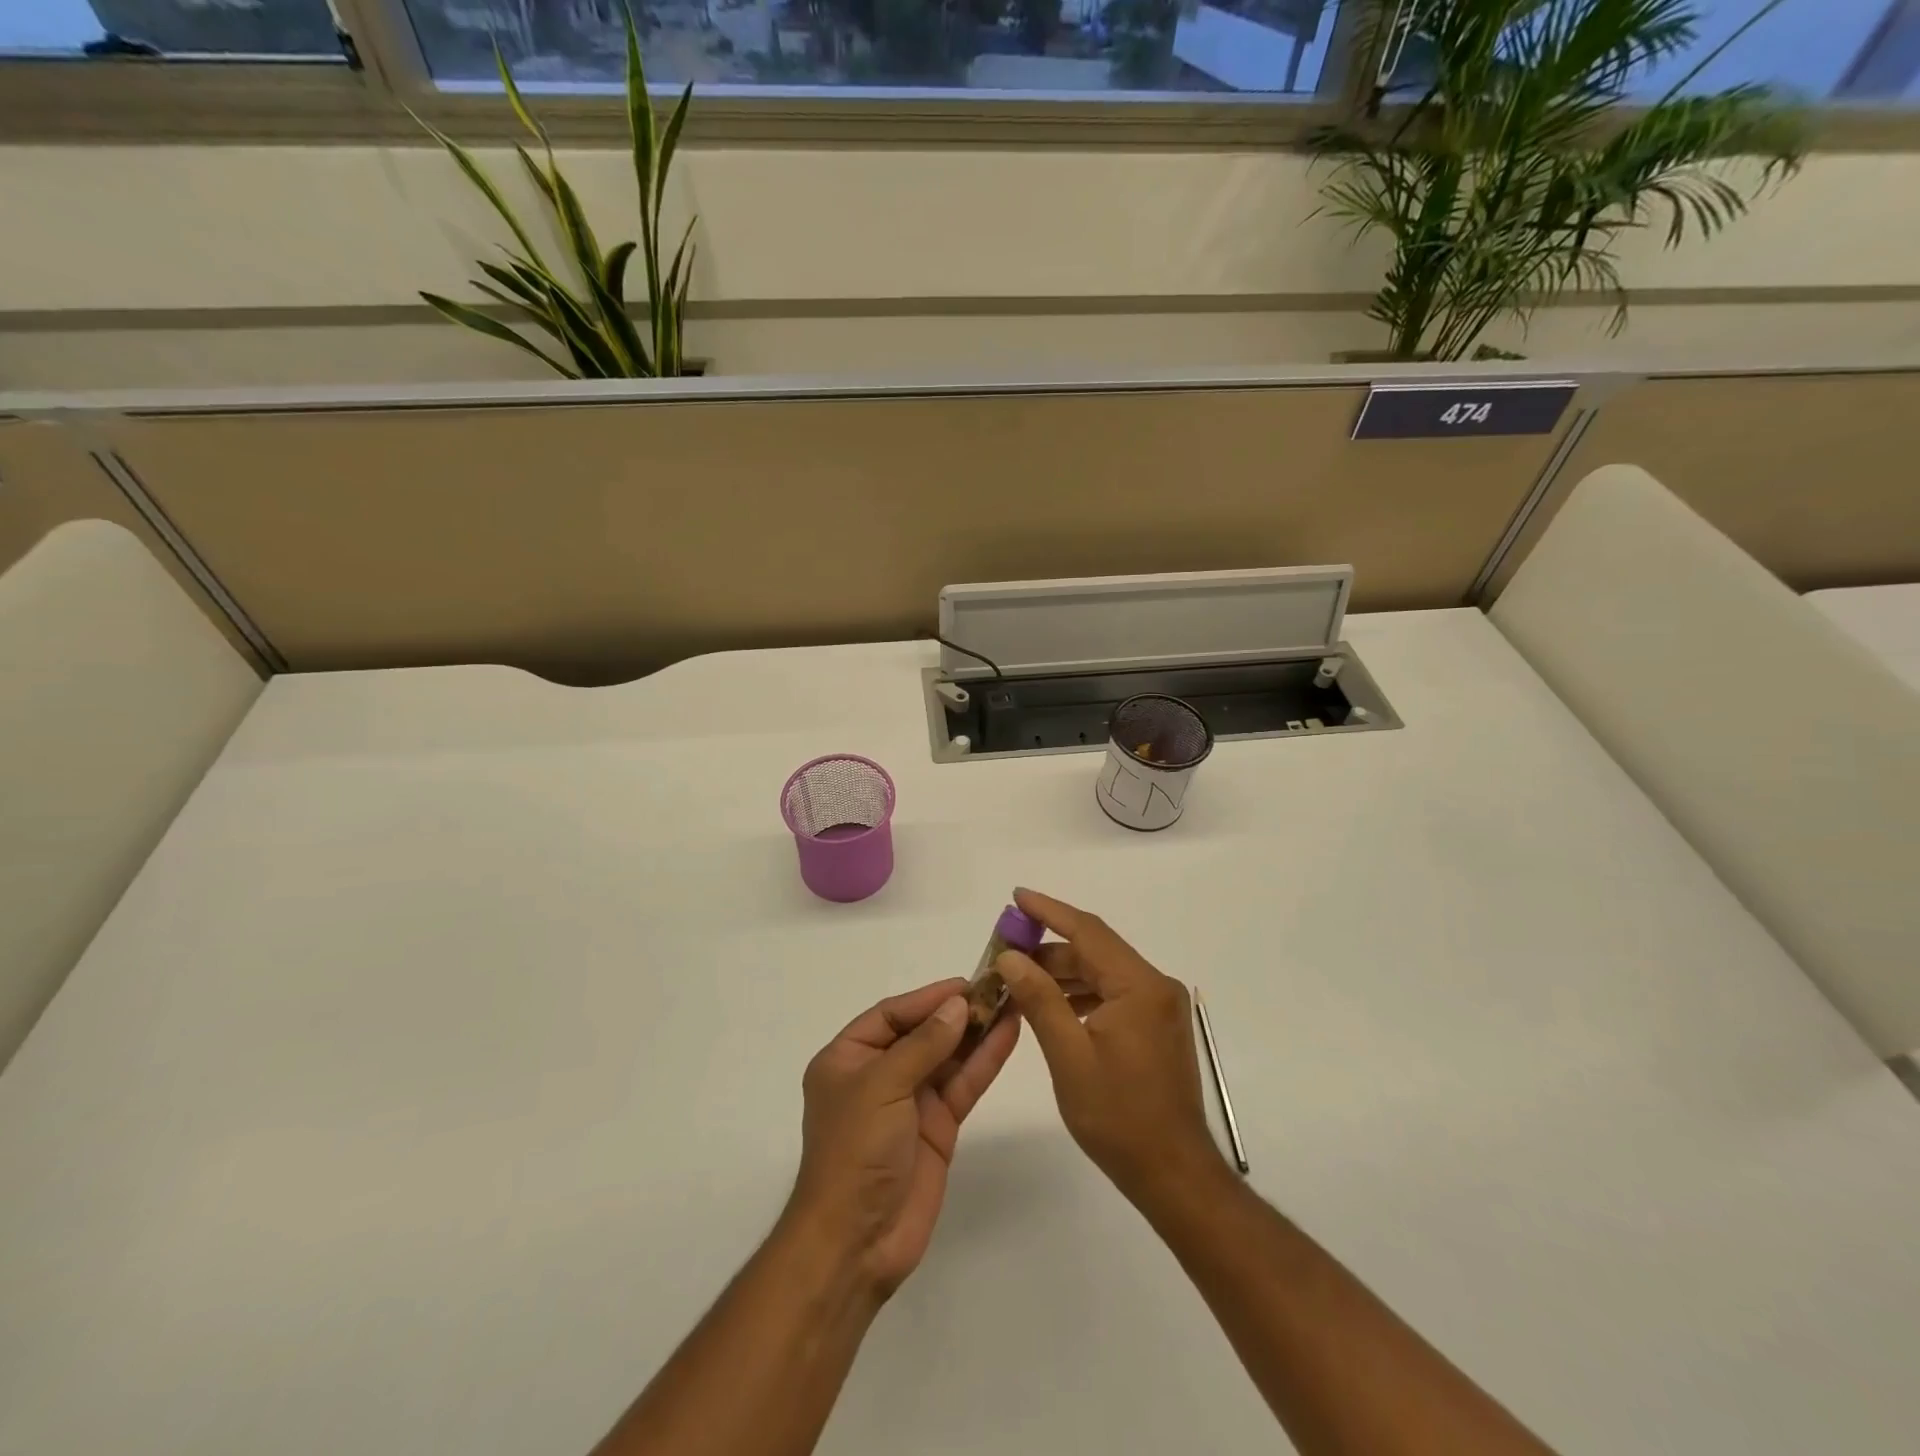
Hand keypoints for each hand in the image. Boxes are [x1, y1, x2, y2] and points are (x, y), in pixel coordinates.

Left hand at [784, 979, 1020, 1297]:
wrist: (857, 1242)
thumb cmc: (855, 1151)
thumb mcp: (881, 1086)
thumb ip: (923, 1044)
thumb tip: (957, 1004)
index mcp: (848, 1058)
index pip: (891, 1015)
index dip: (928, 998)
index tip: (966, 982)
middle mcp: (879, 1074)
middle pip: (923, 1032)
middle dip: (958, 1011)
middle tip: (999, 987)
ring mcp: (911, 1101)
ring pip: (949, 1056)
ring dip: (977, 1031)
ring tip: (1013, 1000)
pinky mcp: (938, 1126)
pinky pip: (963, 1084)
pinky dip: (985, 1060)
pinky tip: (1008, 1034)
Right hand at [995, 889, 1223, 1203]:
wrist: (1174, 1174)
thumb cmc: (1119, 1117)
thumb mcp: (1069, 1056)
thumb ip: (1040, 999)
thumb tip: (1011, 957)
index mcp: (1139, 987)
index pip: (1088, 932)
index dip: (1049, 911)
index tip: (1017, 897)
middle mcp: (1156, 986)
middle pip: (1096, 951)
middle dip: (1049, 948)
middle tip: (1007, 950)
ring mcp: (1160, 1007)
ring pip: (1104, 973)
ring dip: (1064, 973)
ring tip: (1020, 979)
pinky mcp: (1158, 1027)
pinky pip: (1114, 994)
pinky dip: (1082, 994)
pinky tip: (1053, 1006)